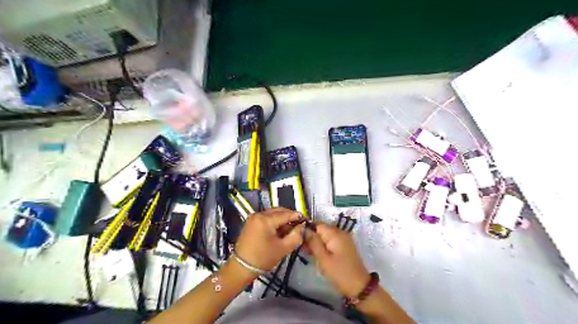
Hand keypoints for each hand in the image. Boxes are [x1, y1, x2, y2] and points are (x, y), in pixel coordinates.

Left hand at [235, 208, 305, 270]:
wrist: (241, 267)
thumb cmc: (263, 258)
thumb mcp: (283, 248)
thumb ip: (296, 236)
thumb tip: (302, 226)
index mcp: (266, 219)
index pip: (286, 214)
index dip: (298, 217)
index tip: (307, 221)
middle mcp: (259, 214)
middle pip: (279, 211)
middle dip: (290, 216)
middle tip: (299, 225)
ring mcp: (254, 217)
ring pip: (273, 213)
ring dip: (283, 218)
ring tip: (290, 228)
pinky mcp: (251, 222)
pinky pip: (267, 217)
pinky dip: (275, 221)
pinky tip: (280, 230)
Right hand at [307, 224, 369, 297]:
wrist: (359, 286)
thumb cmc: (339, 272)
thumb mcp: (323, 258)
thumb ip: (313, 242)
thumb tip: (304, 229)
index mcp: (335, 233)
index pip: (317, 224)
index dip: (307, 230)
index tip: (300, 240)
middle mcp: (340, 232)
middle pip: (321, 229)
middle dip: (311, 237)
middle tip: (304, 250)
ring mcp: (344, 238)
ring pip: (325, 235)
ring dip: (317, 242)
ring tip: (309, 253)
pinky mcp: (345, 245)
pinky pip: (331, 240)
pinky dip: (324, 245)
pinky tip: (318, 254)